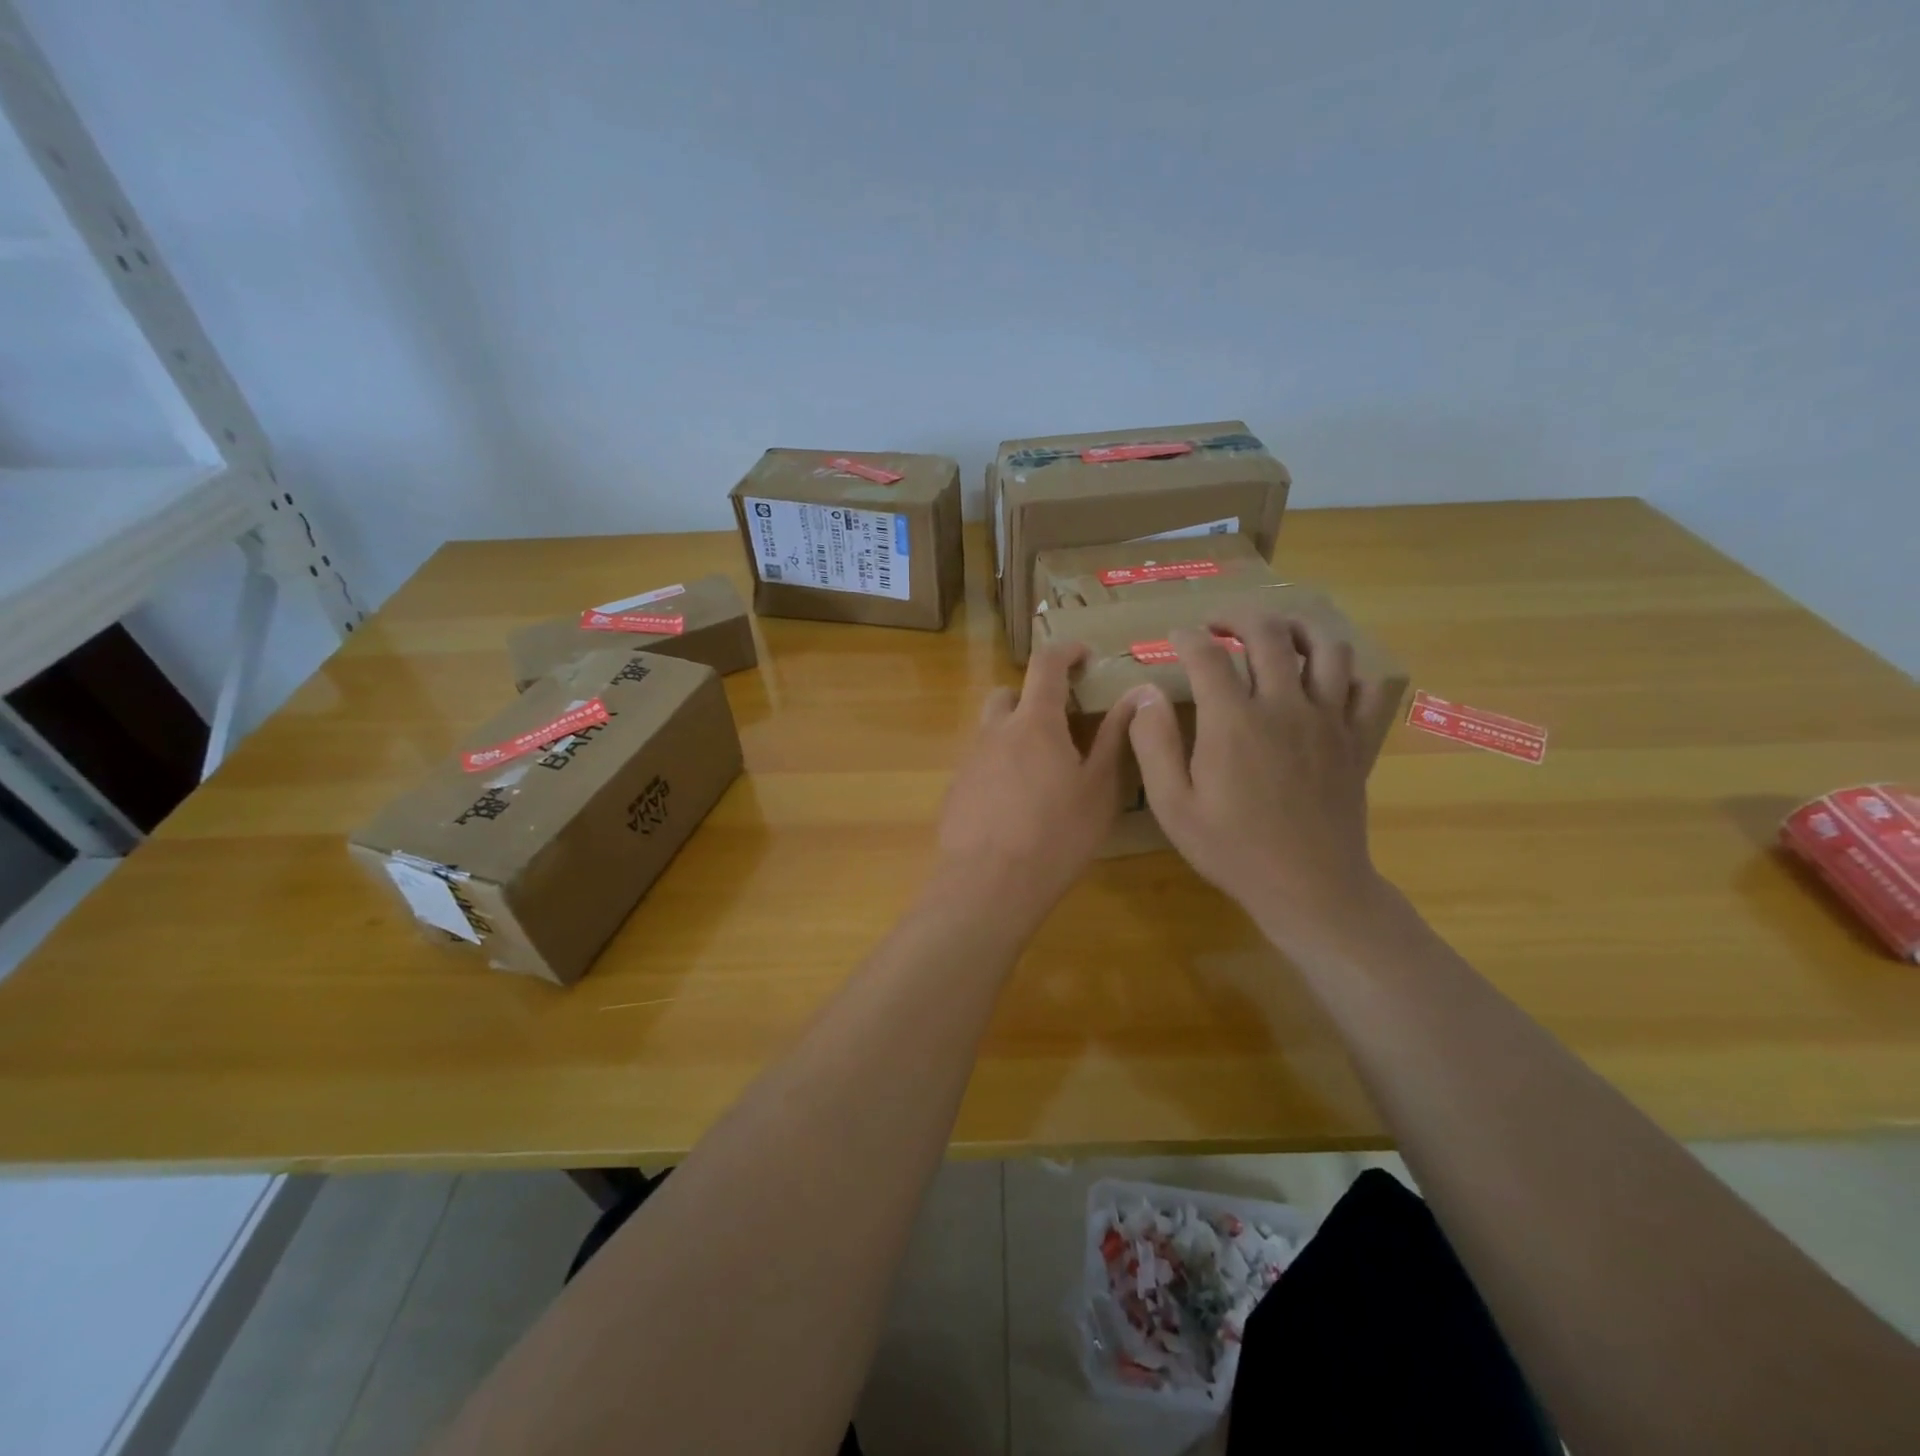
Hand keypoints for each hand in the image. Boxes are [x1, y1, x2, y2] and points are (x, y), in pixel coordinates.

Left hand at [936, 643, 1146, 921]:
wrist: (988, 885)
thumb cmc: (1056, 835)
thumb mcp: (1099, 788)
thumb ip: (1116, 736)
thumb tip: (1137, 693)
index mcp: (1034, 721)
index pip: (1046, 664)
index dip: (1066, 651)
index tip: (1084, 654)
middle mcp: (995, 730)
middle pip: (1008, 694)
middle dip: (1032, 697)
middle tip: (1061, 723)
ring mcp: (969, 760)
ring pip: (991, 730)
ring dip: (1015, 733)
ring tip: (1042, 770)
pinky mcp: (955, 790)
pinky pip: (980, 763)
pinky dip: (1000, 767)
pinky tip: (1016, 805)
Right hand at [1128, 607, 1390, 948]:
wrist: (1309, 888)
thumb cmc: (1232, 849)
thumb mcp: (1173, 806)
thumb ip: (1153, 744)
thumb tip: (1144, 694)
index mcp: (1233, 721)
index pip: (1208, 654)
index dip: (1187, 637)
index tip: (1174, 638)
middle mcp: (1285, 706)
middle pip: (1268, 633)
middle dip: (1239, 616)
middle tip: (1220, 623)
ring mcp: (1328, 720)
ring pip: (1326, 647)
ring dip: (1297, 628)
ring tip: (1276, 634)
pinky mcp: (1356, 739)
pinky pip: (1367, 687)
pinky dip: (1348, 672)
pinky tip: (1325, 680)